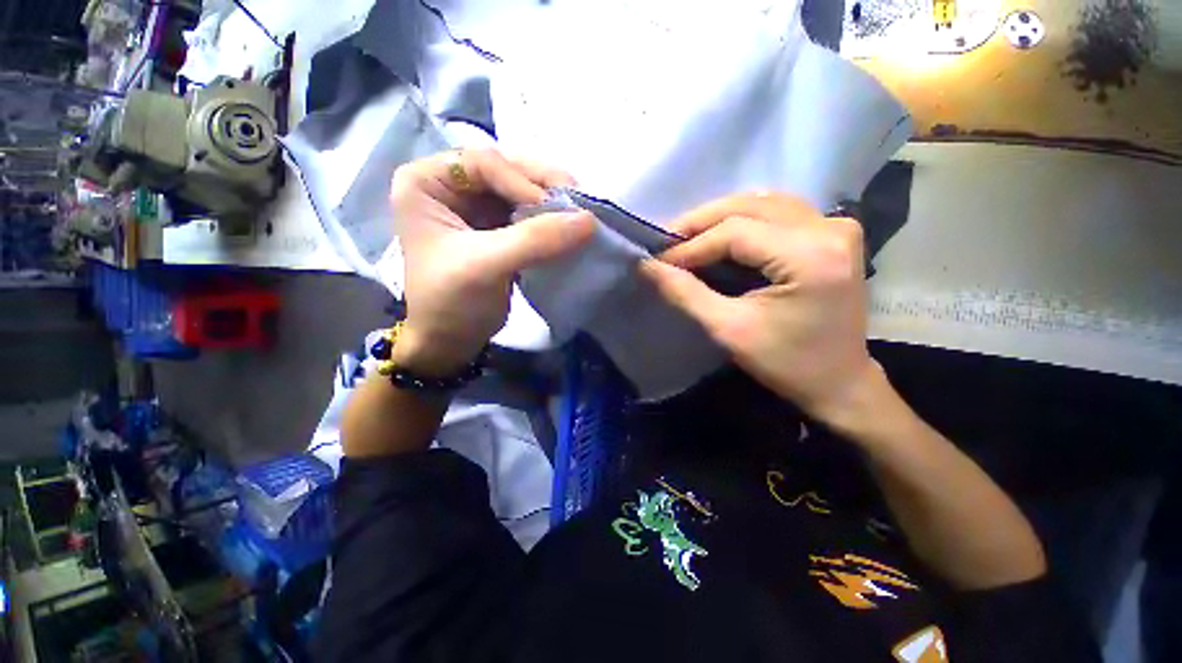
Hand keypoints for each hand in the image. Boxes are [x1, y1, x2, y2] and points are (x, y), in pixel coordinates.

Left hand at [391, 149, 594, 375]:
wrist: (451, 340)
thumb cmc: (451, 302)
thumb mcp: (486, 266)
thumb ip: (535, 240)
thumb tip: (589, 219)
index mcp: (427, 182)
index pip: (484, 163)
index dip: (522, 181)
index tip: (554, 210)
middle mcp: (451, 185)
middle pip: (507, 170)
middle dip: (544, 186)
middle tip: (578, 203)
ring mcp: (477, 206)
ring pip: (523, 190)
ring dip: (553, 202)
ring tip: (579, 216)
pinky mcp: (499, 228)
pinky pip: (530, 213)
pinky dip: (552, 220)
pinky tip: (568, 228)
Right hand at [640, 192, 879, 423]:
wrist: (838, 381)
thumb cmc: (785, 363)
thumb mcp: (728, 330)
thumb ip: (686, 294)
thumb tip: (648, 266)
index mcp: (810, 256)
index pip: (735, 232)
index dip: (690, 245)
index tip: (658, 260)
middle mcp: (829, 228)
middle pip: (749, 207)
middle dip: (700, 223)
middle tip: (666, 242)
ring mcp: (836, 225)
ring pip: (762, 203)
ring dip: (719, 217)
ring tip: (687, 238)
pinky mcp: (834, 231)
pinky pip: (779, 210)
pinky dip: (743, 218)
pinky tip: (721, 233)